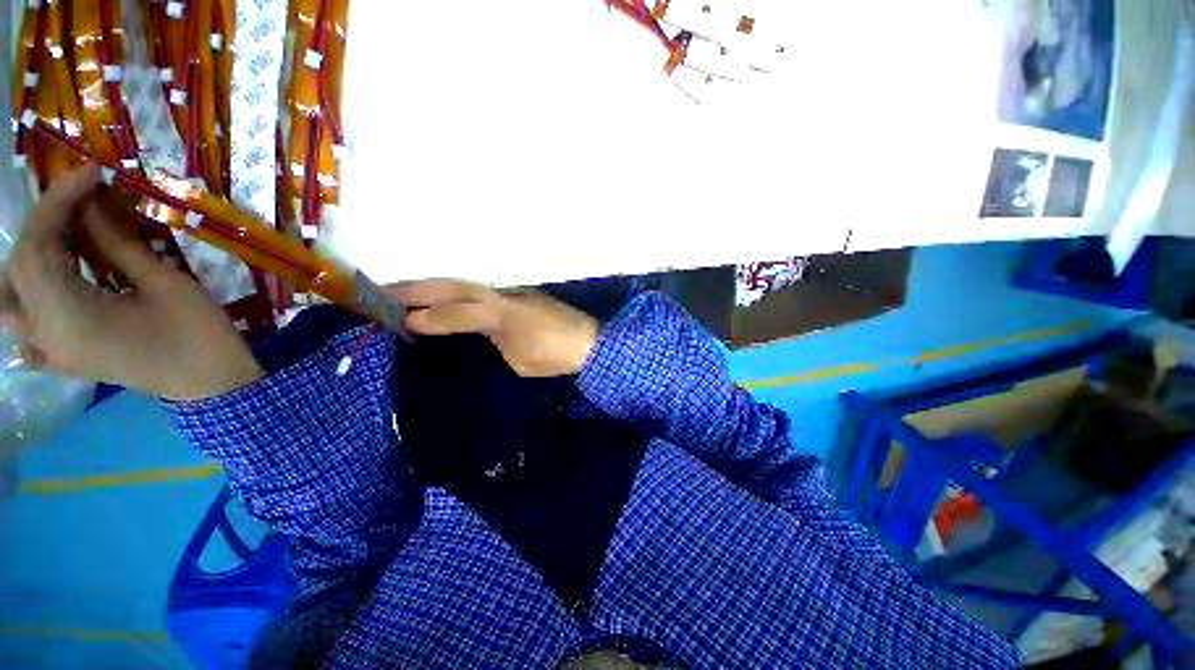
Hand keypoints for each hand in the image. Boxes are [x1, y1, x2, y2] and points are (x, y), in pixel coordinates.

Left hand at [2, 167, 262, 400]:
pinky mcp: (64, 358)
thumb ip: (118, 244)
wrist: (214, 386)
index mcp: (68, 318)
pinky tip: (49, 289)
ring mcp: (51, 351)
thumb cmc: (199, 336)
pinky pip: (23, 330)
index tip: (89, 174)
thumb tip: (95, 202)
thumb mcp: (165, 285)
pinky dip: (27, 302)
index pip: (38, 247)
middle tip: (80, 202)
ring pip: (11, 298)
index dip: (58, 203)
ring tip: (62, 240)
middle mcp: (45, 335)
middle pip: (20, 267)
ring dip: (30, 261)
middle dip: (45, 225)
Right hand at [390, 279, 599, 377]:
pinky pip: (478, 290)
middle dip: (416, 289)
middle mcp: (501, 297)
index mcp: (501, 315)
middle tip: (381, 290)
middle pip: (452, 287)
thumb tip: (477, 332)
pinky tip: (441, 295)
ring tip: (401, 289)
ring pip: (463, 284)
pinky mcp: (516, 295)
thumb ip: (494, 342)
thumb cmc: (555, 355)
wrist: (588, 341)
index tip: (400, 321)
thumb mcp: (521, 361)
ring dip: (432, 285)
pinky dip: (454, 291)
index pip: (455, 314)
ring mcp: (509, 292)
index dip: (428, 318)